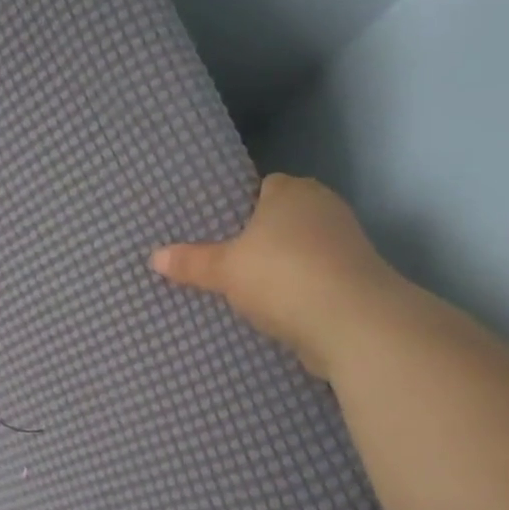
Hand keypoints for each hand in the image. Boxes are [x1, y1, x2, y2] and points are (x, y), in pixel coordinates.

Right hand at [151, 173, 393, 381]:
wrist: (352, 322)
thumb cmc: (283, 277)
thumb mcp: (225, 270)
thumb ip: (191, 262)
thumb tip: (154, 256)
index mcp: (292, 191)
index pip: (261, 187)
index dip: (238, 207)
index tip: (215, 230)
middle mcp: (323, 208)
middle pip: (281, 220)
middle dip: (258, 239)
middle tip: (221, 261)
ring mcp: (344, 244)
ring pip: (299, 251)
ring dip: (279, 268)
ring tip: (243, 289)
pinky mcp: (354, 279)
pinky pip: (314, 278)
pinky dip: (297, 291)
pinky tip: (274, 310)